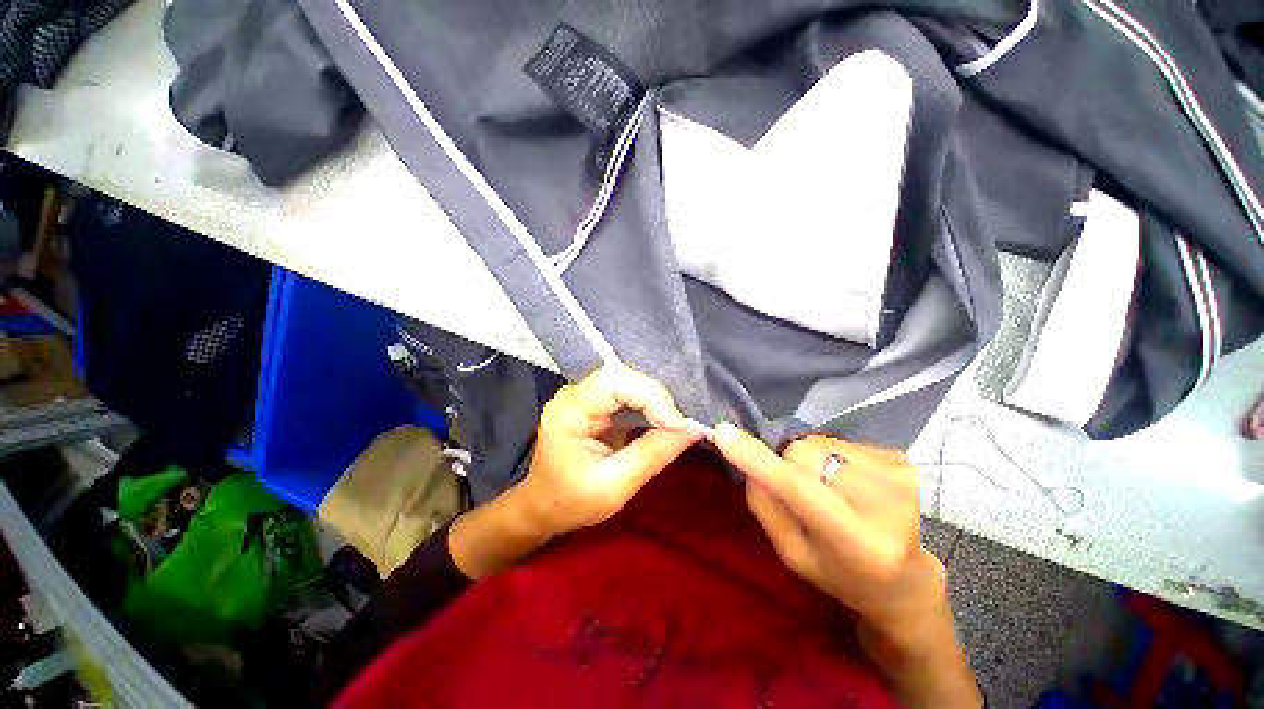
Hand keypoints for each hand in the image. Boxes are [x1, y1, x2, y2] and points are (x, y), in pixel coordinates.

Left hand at [518, 365, 703, 537]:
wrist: (544, 506)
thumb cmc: (571, 503)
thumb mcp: (614, 488)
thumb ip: (653, 455)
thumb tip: (693, 429)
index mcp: (568, 412)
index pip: (613, 382)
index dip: (649, 396)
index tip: (676, 425)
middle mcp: (574, 394)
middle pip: (622, 376)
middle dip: (656, 397)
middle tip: (679, 425)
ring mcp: (583, 395)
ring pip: (628, 381)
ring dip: (655, 400)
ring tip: (675, 424)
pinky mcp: (595, 402)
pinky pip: (627, 392)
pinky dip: (649, 405)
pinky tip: (662, 421)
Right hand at [713, 424, 980, 707]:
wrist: (904, 579)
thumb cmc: (841, 575)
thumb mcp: (793, 554)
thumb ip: (766, 506)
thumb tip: (747, 457)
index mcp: (859, 544)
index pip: (800, 489)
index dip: (759, 460)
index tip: (723, 434)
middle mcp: (888, 505)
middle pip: (804, 454)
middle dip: (788, 465)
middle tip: (802, 493)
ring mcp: (901, 477)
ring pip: (818, 443)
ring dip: (809, 461)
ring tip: (828, 490)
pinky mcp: (901, 459)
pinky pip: (837, 440)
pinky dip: (829, 456)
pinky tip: (846, 482)